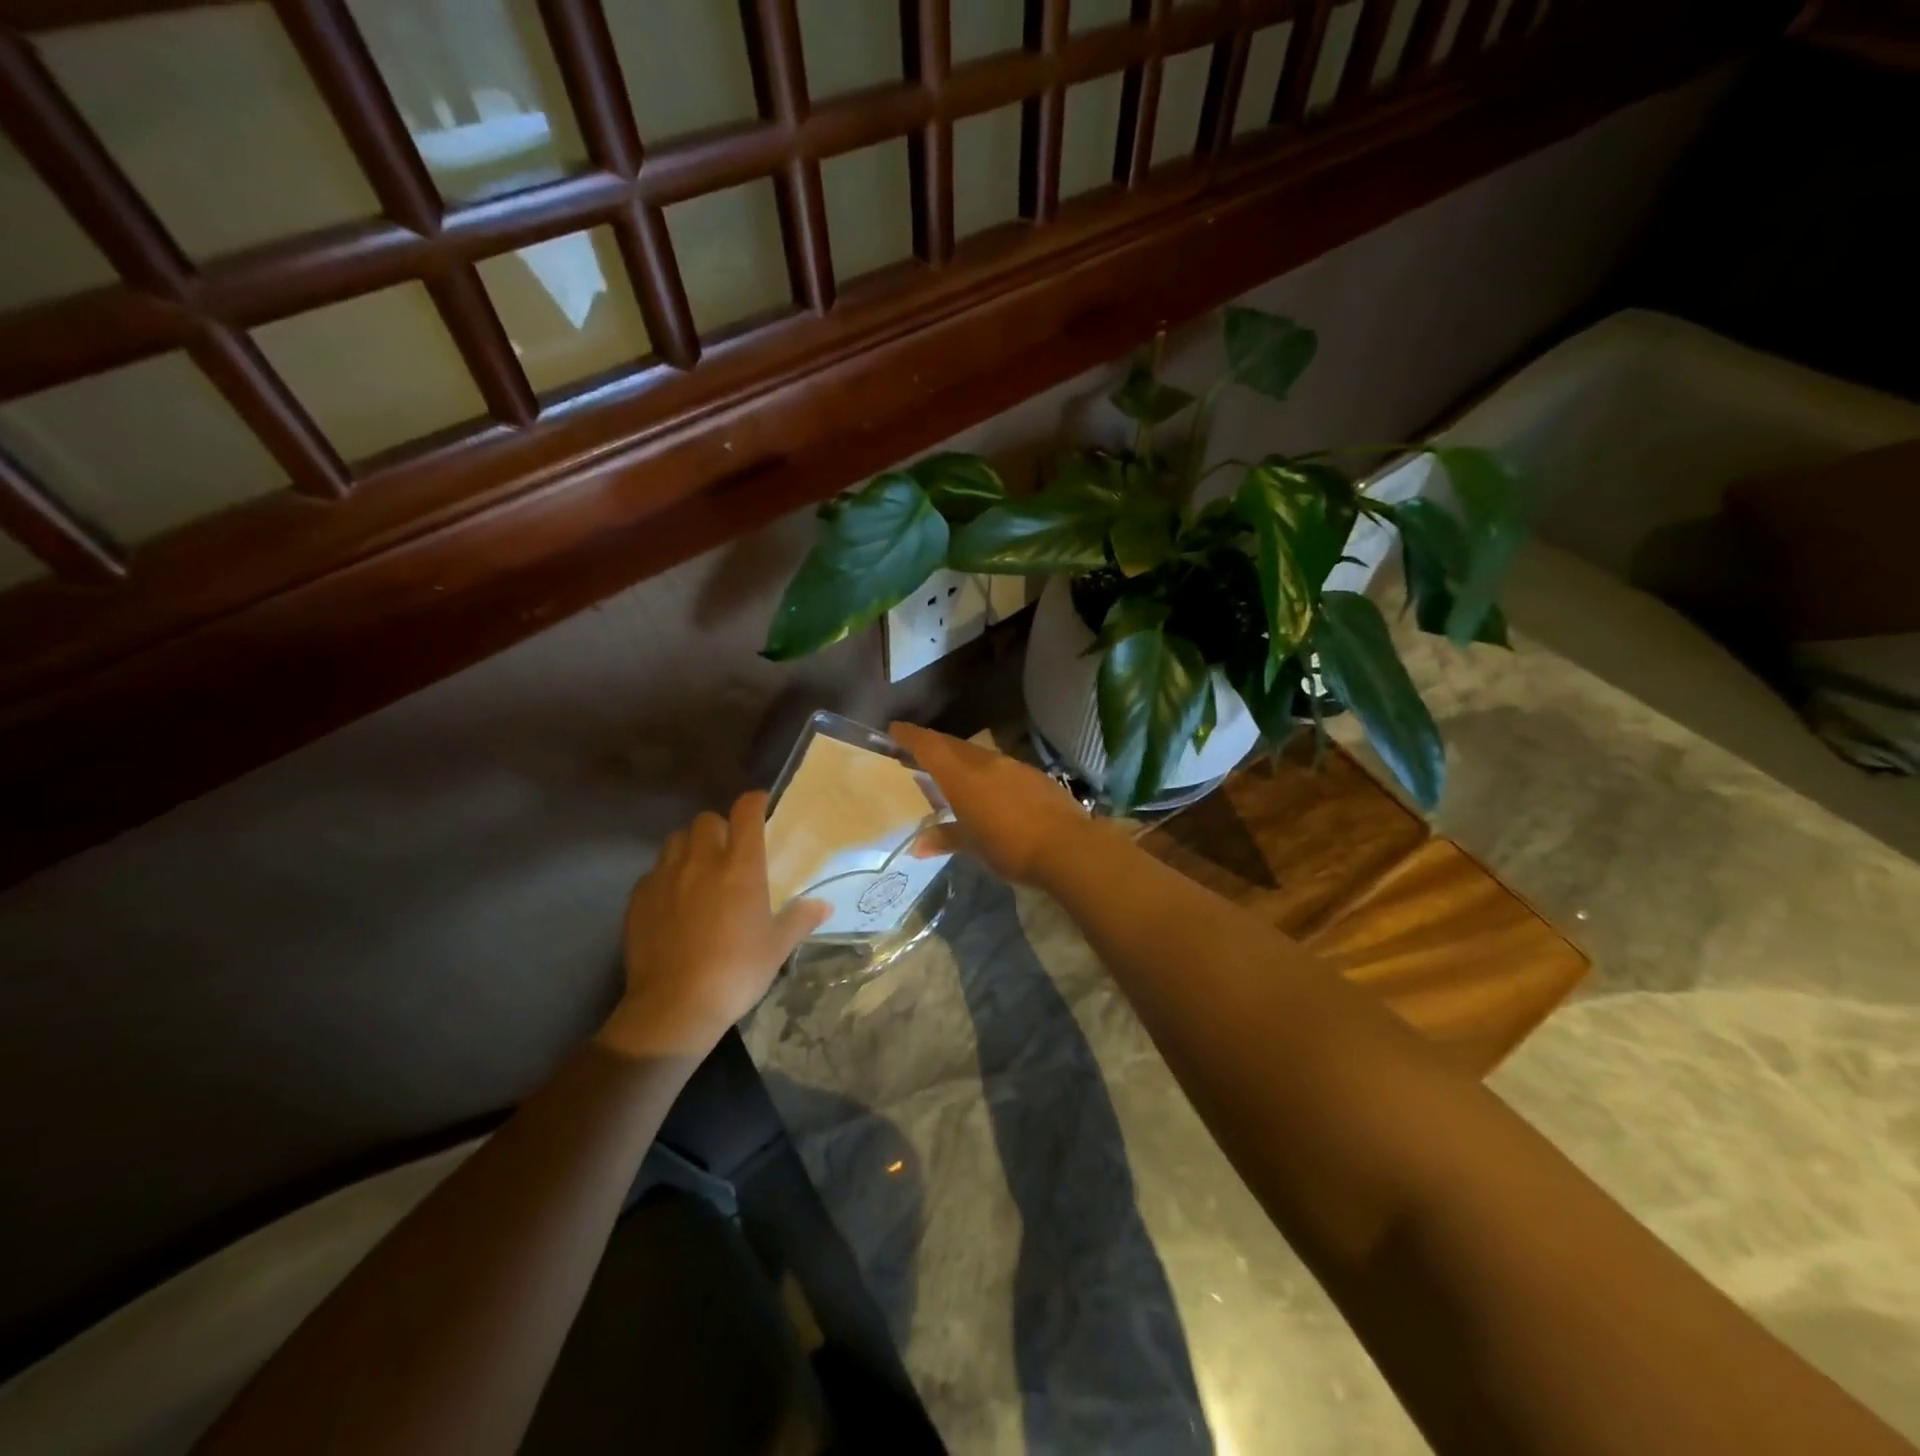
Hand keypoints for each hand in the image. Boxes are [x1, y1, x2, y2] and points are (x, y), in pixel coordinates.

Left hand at [600, 792, 827, 1059]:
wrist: (674, 1007)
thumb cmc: (736, 972)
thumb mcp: (777, 947)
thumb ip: (800, 919)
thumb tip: (823, 906)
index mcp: (740, 867)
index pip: (746, 812)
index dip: (755, 802)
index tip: (762, 806)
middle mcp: (701, 862)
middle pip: (707, 820)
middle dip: (720, 828)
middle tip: (730, 850)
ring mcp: (665, 877)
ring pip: (676, 840)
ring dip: (691, 846)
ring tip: (699, 870)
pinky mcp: (639, 898)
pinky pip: (654, 871)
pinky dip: (666, 876)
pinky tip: (674, 901)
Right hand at [889, 722, 1095, 887]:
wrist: (1068, 847)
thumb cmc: (1011, 847)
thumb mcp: (973, 847)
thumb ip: (946, 839)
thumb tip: (918, 845)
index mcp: (963, 777)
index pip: (930, 747)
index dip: (911, 736)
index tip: (896, 729)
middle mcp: (986, 763)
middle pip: (954, 746)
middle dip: (934, 745)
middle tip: (919, 751)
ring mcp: (1014, 767)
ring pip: (979, 755)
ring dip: (962, 759)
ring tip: (953, 773)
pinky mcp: (1035, 776)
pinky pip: (1002, 768)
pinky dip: (987, 773)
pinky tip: (991, 790)